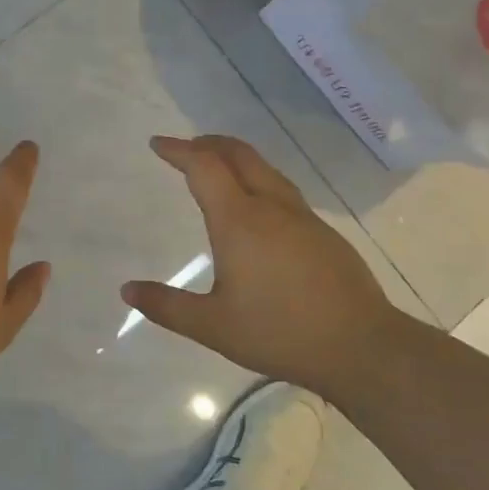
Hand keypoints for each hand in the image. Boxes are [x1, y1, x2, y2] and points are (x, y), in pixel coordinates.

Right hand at [121, 135, 414, 391]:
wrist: (361, 346)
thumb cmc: (279, 332)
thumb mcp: (213, 326)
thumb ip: (167, 307)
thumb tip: (127, 290)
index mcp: (239, 220)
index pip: (204, 166)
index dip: (179, 150)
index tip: (158, 144)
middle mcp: (271, 206)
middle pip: (238, 154)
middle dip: (208, 143)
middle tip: (185, 147)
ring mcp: (302, 216)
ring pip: (265, 168)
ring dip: (235, 157)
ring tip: (217, 167)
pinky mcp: (322, 232)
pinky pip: (282, 188)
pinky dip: (257, 178)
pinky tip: (257, 205)